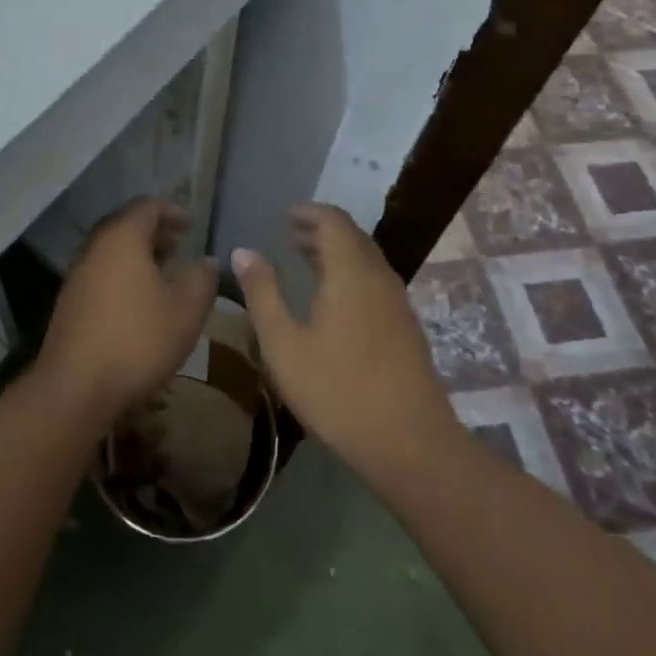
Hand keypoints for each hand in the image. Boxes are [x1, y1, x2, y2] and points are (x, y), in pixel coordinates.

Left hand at [36, 198, 219, 423]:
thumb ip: (202, 278)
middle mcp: (95, 247)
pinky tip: (138, 303)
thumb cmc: (138, 340)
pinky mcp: (69, 301)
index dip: (172, 210)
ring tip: (162, 274)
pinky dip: (122, 274)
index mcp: (122, 238)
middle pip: (125, 225)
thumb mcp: (186, 310)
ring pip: (111, 250)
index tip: (191, 225)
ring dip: (137, 254)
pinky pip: (101, 272)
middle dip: (154, 231)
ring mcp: (77, 274)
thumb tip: (207, 261)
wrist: (76, 387)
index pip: (147, 206)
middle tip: (178, 247)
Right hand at [234, 204, 459, 482]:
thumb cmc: (338, 390)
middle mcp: (379, 277)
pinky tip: (331, 299)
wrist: (411, 444)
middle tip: (289, 235)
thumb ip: (262, 293)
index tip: (283, 216)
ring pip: (366, 259)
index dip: (308, 212)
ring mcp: (397, 303)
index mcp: (351, 272)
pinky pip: (375, 280)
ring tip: (305, 260)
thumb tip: (243, 251)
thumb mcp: (284, 344)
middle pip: (352, 236)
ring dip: (336, 252)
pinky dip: (350, 272)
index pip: (333, 220)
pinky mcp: (406, 327)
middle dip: (320, 229)